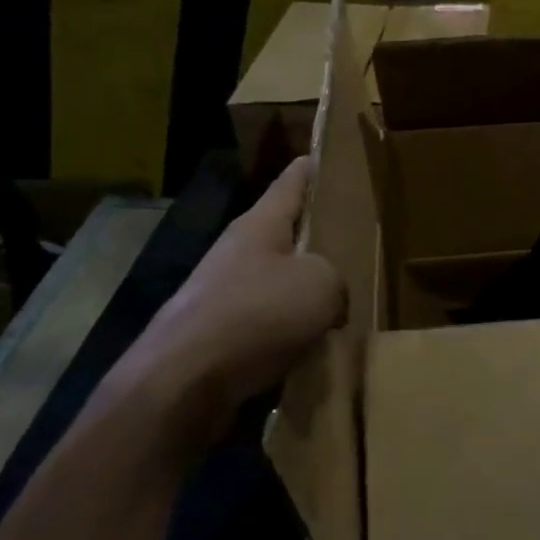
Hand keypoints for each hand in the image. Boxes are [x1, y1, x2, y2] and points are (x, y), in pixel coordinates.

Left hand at [122, 158, 346, 449]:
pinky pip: (266, 324)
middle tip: (358, 240)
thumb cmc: (256, 316)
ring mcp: (222, 294)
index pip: (292, 180)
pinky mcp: (217, 336)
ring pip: (277, 282)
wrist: (182, 384)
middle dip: (318, 236)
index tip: (333, 155)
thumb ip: (336, 279)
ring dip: (305, 291)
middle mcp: (237, 252)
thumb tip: (328, 301)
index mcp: (260, 225)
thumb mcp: (322, 285)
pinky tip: (314, 347)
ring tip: (345, 302)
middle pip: (285, 234)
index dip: (314, 166)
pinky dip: (290, 331)